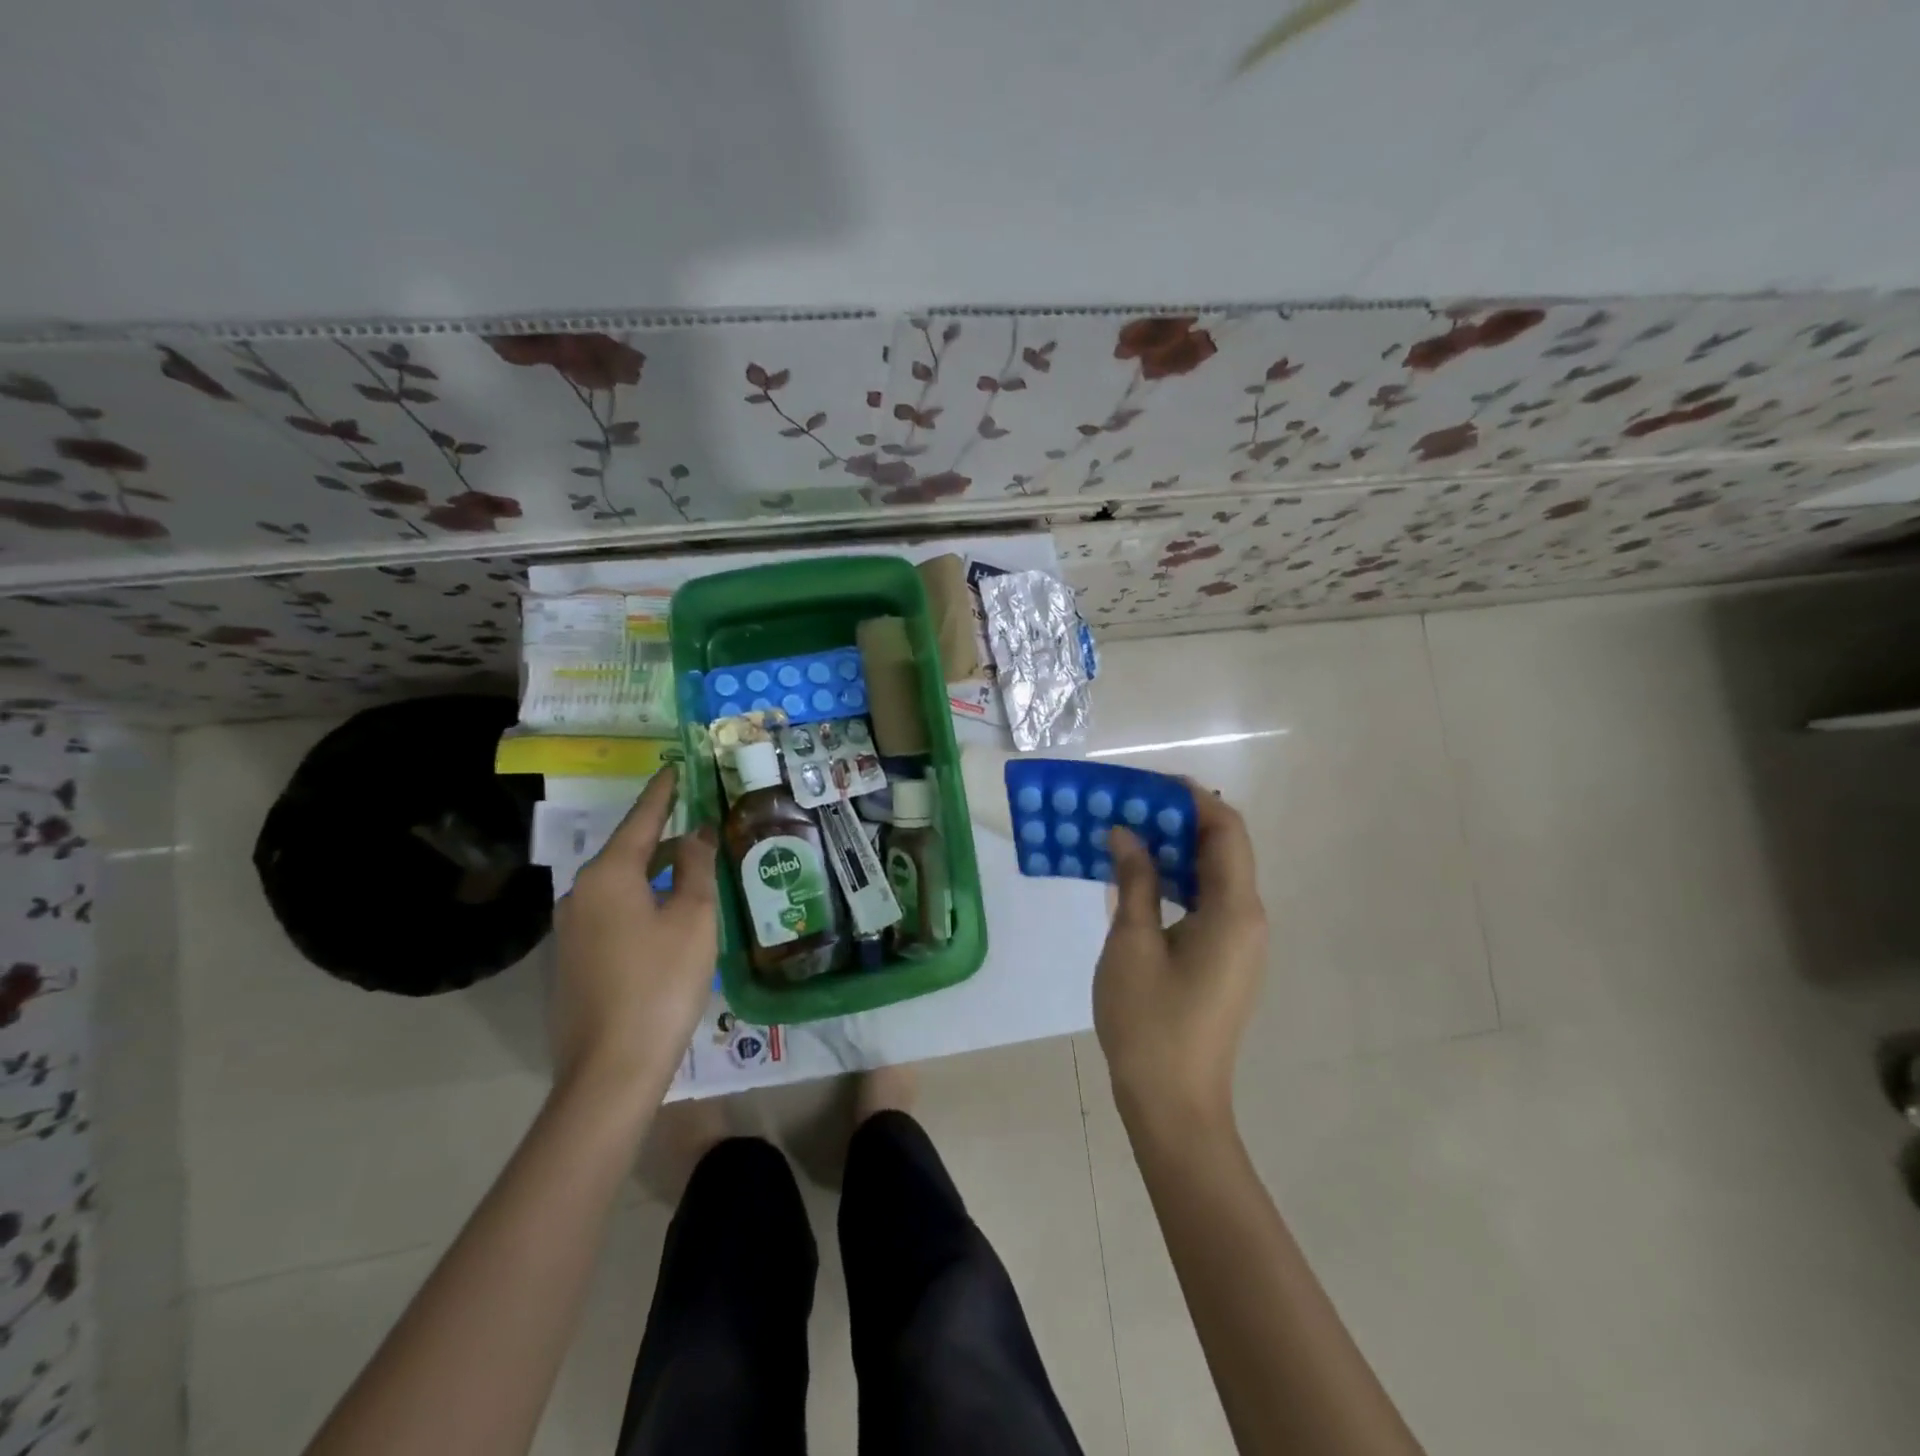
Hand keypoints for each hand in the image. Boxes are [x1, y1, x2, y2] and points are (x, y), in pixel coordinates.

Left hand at [550, 767, 717, 1102]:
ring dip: (651, 871)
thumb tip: (695, 833)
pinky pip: (610, 912)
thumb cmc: (661, 982)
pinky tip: (664, 914)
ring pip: (618, 884)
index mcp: (608, 875)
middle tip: (693, 820)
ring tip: (686, 865)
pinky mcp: (572, 960)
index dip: (662, 794)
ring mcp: (570, 929)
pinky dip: (639, 900)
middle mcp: (580, 894)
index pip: (640, 820)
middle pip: (626, 851)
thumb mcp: (693, 918)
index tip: (673, 768)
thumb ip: (694, 867)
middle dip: (659, 835)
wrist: (610, 1069)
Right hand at [1094, 780, 1267, 1131]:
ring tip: (1127, 833)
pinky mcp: (1226, 959)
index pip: (1226, 830)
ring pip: (1214, 875)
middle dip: (1179, 819)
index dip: (1192, 798)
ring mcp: (1241, 942)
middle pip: (1223, 848)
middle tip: (1127, 805)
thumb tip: (1125, 832)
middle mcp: (1249, 919)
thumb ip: (1134, 880)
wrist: (1174, 1104)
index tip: (1147, 783)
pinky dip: (1177, 880)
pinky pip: (1207, 901)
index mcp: (1234, 910)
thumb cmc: (1149, 1023)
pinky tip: (1138, 878)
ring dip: (1175, 849)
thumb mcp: (1132, 943)